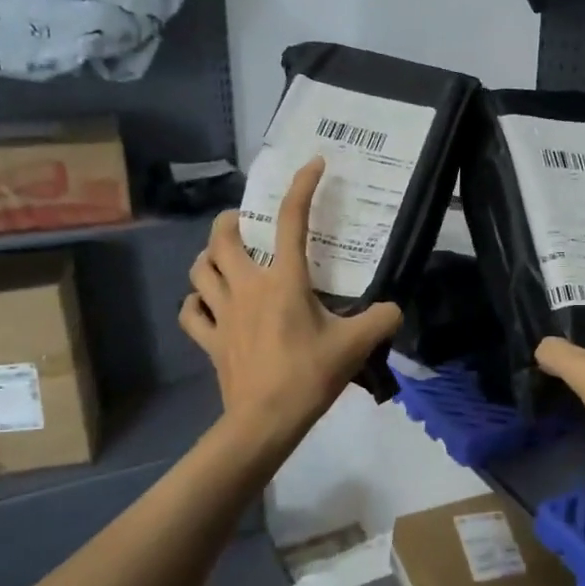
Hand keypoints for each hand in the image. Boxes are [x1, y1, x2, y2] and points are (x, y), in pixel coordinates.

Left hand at [180, 157, 401, 441]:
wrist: (266, 420)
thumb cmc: (310, 376)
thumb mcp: (356, 346)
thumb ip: (381, 320)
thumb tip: (393, 309)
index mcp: (283, 281)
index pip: (290, 220)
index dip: (302, 187)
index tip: (313, 165)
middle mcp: (246, 287)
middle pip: (223, 238)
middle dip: (232, 221)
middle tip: (246, 223)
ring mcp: (222, 313)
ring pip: (199, 269)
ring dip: (208, 256)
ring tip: (223, 258)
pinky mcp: (209, 340)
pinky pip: (190, 313)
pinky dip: (195, 302)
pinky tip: (206, 304)